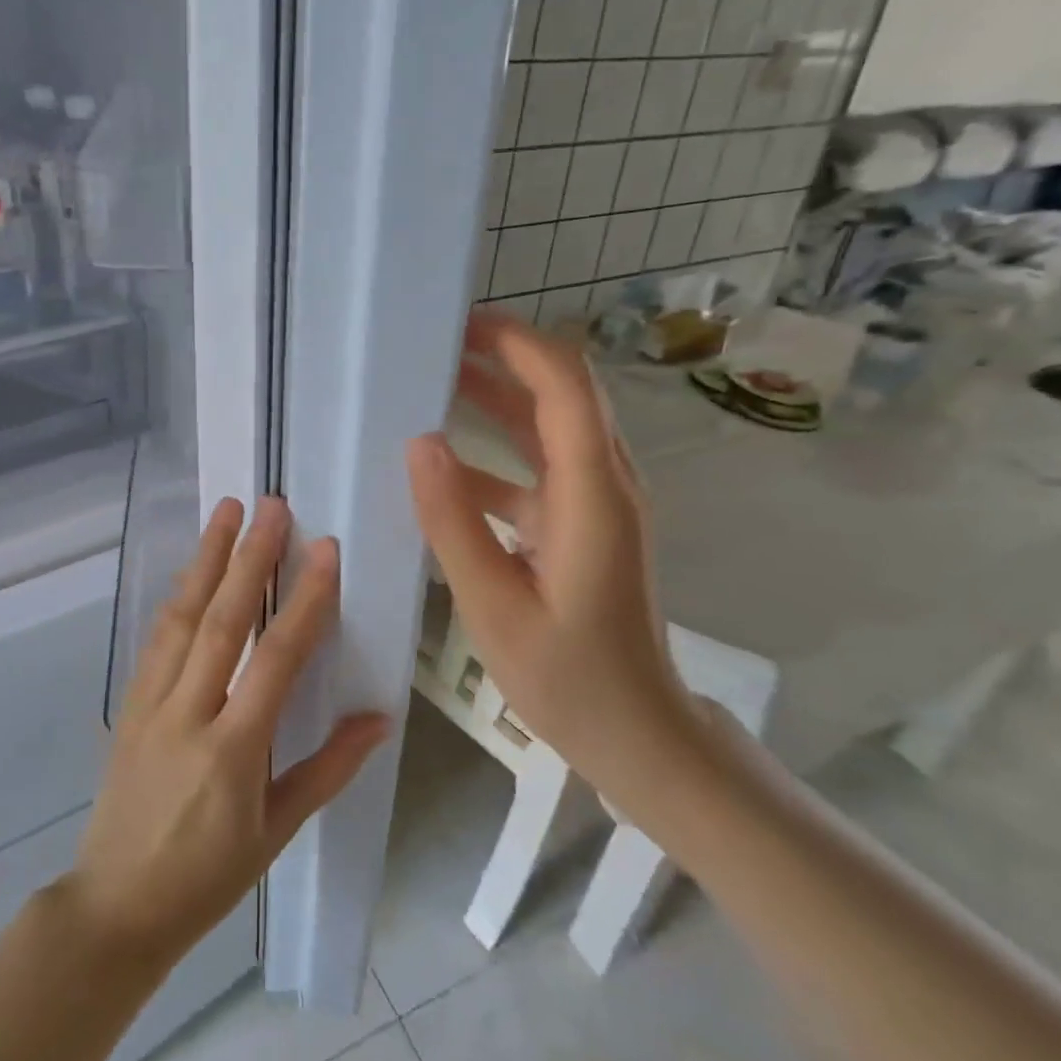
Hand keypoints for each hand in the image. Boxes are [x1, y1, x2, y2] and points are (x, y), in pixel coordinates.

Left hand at [65, 497, 389, 967]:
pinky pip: (157, 639)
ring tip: (227, 512)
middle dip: (249, 559)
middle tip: (272, 506)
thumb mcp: (276, 832)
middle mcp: (187, 715)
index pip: (275, 661)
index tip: (323, 551)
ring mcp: (150, 705)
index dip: (303, 602)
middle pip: (222, 622)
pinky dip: (178, 597)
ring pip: (181, 618)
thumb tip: (379, 717)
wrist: (115, 907)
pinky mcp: (127, 704)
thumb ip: (327, 769)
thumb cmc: (207, 878)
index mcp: (232, 752)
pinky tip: (191, 569)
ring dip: (206, 560)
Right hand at [405, 313, 700, 811]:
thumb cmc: (570, 680)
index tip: (460, 325)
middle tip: (433, 345)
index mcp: (593, 495)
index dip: (518, 344)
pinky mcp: (583, 527)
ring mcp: (596, 506)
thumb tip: (420, 442)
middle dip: (503, 358)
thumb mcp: (496, 607)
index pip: (565, 387)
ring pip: (548, 429)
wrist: (639, 735)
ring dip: (496, 400)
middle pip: (561, 394)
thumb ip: (455, 523)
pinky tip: (443, 468)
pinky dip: (493, 456)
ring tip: (430, 386)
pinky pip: (537, 471)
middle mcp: (605, 485)